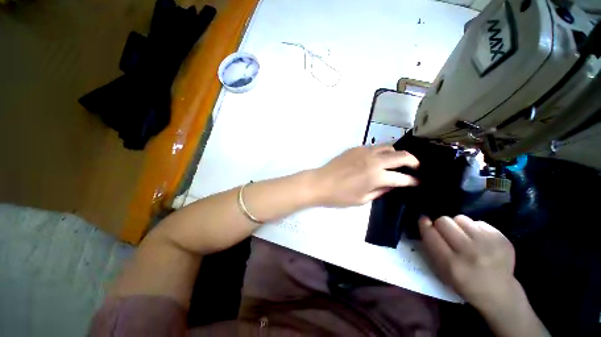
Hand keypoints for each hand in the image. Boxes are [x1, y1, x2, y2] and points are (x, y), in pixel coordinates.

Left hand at [311, 146, 418, 206]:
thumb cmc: (340, 195)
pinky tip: (377, 160)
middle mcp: (374, 160)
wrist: (320, 183)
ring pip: (388, 147)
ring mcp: (364, 151)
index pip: (403, 177)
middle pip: (402, 155)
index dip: (414, 181)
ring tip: (397, 162)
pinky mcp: (356, 148)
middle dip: (413, 161)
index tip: (419, 182)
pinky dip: (381, 152)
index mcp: (376, 176)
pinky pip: (374, 147)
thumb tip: (393, 184)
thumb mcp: (362, 199)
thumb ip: (380, 190)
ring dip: (397, 154)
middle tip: (416, 168)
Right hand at [418, 215, 518, 312]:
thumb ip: (430, 245)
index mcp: (452, 264)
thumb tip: (424, 220)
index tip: (424, 221)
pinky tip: (479, 241)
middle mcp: (470, 252)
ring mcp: (488, 244)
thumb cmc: (463, 281)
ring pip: (460, 218)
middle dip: (442, 225)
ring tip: (465, 238)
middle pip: (444, 221)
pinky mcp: (502, 238)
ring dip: (459, 226)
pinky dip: (475, 229)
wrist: (499, 292)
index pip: (430, 233)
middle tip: (447, 234)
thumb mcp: (441, 270)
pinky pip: (478, 222)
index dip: (424, 225)